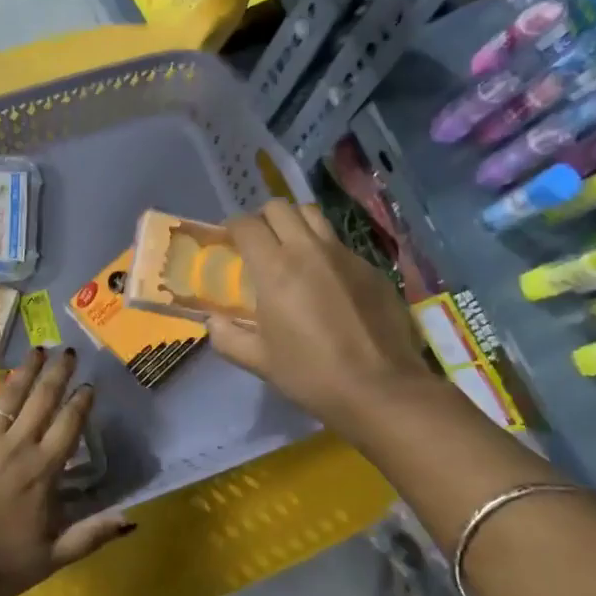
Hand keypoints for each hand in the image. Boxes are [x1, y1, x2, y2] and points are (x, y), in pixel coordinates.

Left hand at [0, 348, 134, 595]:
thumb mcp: (51, 558)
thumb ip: (91, 535)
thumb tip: (132, 518)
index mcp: (43, 470)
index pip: (69, 425)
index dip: (81, 402)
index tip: (89, 385)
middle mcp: (16, 445)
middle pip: (42, 400)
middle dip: (57, 373)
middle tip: (68, 351)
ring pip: (8, 395)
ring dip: (24, 371)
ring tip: (36, 350)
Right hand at [207, 199, 435, 444]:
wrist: (380, 388)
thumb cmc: (311, 374)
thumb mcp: (259, 361)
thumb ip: (227, 337)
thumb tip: (214, 322)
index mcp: (275, 268)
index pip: (246, 225)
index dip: (232, 228)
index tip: (229, 242)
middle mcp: (309, 250)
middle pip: (280, 207)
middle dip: (263, 218)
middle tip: (259, 244)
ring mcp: (345, 255)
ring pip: (313, 215)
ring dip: (295, 224)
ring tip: (291, 250)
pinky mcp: (371, 267)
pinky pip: (340, 243)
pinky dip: (324, 249)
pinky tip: (326, 280)